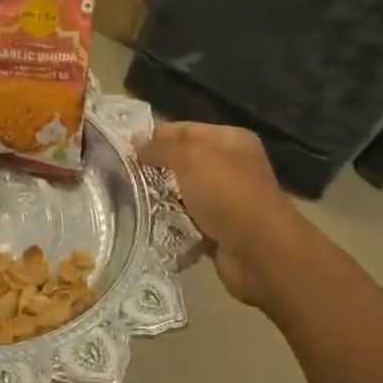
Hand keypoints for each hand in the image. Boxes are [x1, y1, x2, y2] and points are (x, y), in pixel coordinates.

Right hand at [136, 123, 315, 305]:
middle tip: (122, 176)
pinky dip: (170, 221)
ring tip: (129, 200)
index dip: (154, 137)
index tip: (123, 150)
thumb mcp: (192, 159)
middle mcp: (230, 165)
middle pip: (182, 161)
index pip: (184, 129)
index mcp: (230, 140)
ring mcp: (226, 198)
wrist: (261, 252)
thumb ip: (162, 147)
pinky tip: (149, 223)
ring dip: (159, 197)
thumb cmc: (228, 196)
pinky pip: (186, 219)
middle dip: (154, 168)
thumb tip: (136, 140)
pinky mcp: (219, 228)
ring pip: (181, 192)